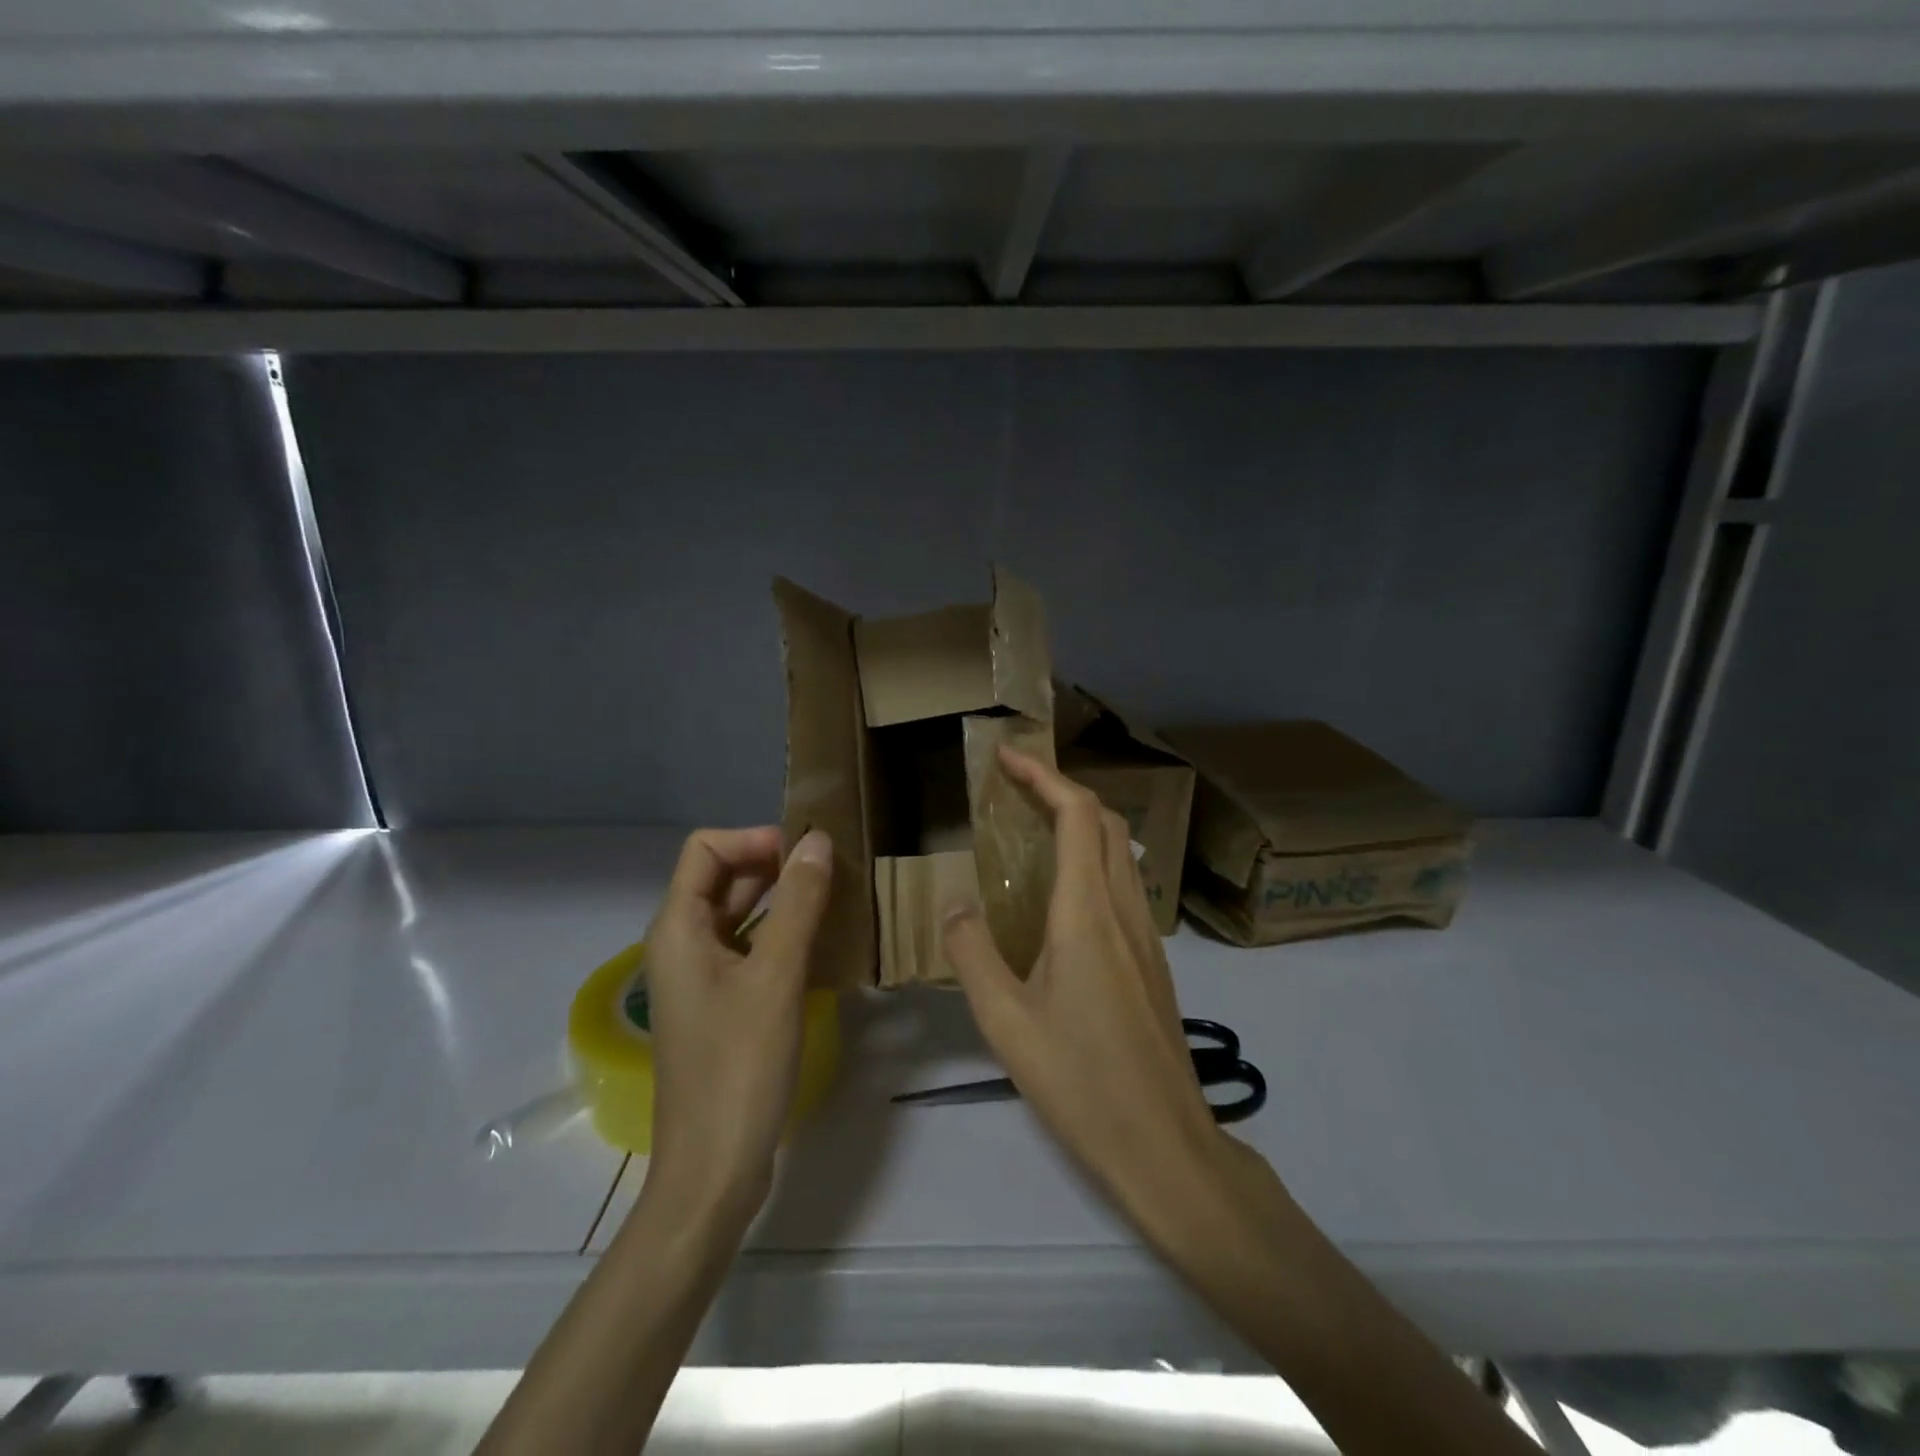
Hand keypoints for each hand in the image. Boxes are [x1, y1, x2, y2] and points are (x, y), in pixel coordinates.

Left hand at [643, 826, 832, 1219]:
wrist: (713, 1170)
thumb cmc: (739, 1067)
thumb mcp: (775, 976)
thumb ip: (798, 903)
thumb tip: (818, 839)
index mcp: (678, 928)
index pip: (706, 848)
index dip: (754, 839)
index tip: (806, 854)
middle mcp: (682, 943)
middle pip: (724, 877)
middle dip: (775, 864)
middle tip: (833, 870)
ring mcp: (702, 977)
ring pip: (741, 914)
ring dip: (784, 899)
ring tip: (837, 898)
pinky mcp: (722, 1004)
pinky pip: (751, 949)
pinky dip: (783, 935)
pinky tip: (824, 944)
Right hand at [941, 748, 1246, 1244]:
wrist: (1165, 1145)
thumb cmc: (1081, 1082)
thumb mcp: (1006, 1023)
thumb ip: (973, 955)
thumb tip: (955, 905)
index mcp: (1087, 913)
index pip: (1077, 814)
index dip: (1043, 775)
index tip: (1006, 757)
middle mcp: (1123, 910)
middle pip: (1104, 822)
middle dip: (1061, 789)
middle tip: (1014, 788)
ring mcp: (1147, 935)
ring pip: (1119, 852)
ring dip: (1080, 823)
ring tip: (1032, 829)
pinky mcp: (1154, 960)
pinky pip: (1123, 884)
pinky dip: (1092, 860)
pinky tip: (1062, 894)